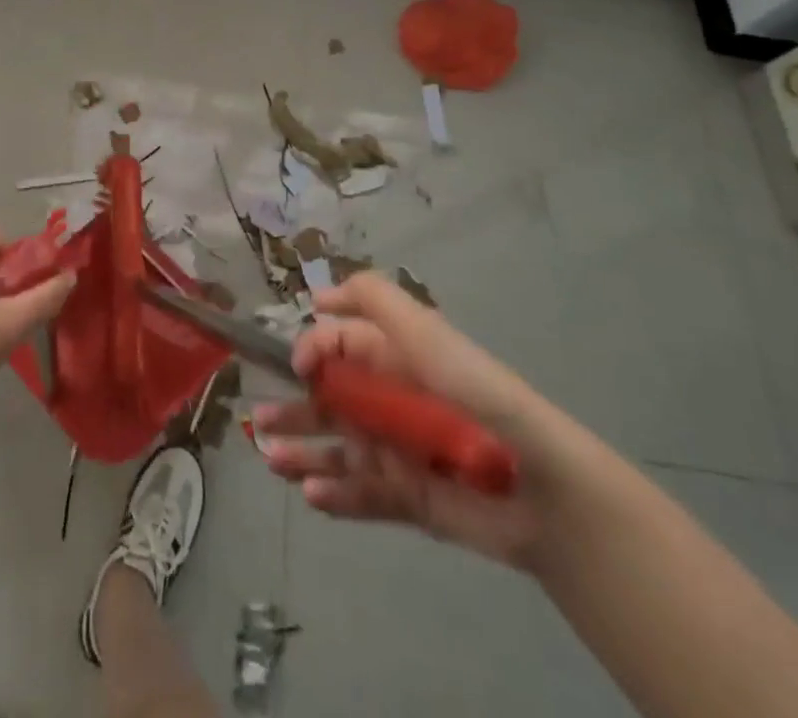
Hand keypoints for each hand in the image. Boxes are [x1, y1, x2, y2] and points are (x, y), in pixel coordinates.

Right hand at [255, 272, 579, 569]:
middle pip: (329, 400)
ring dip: (302, 451)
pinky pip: (361, 493)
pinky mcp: (408, 499)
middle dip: (292, 407)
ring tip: (272, 460)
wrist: (538, 487)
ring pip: (337, 448)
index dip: (312, 351)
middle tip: (258, 420)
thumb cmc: (474, 396)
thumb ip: (373, 300)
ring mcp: (396, 451)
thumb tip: (318, 297)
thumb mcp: (425, 332)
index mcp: (393, 357)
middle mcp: (389, 400)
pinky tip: (310, 494)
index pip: (338, 346)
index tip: (295, 367)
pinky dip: (334, 494)